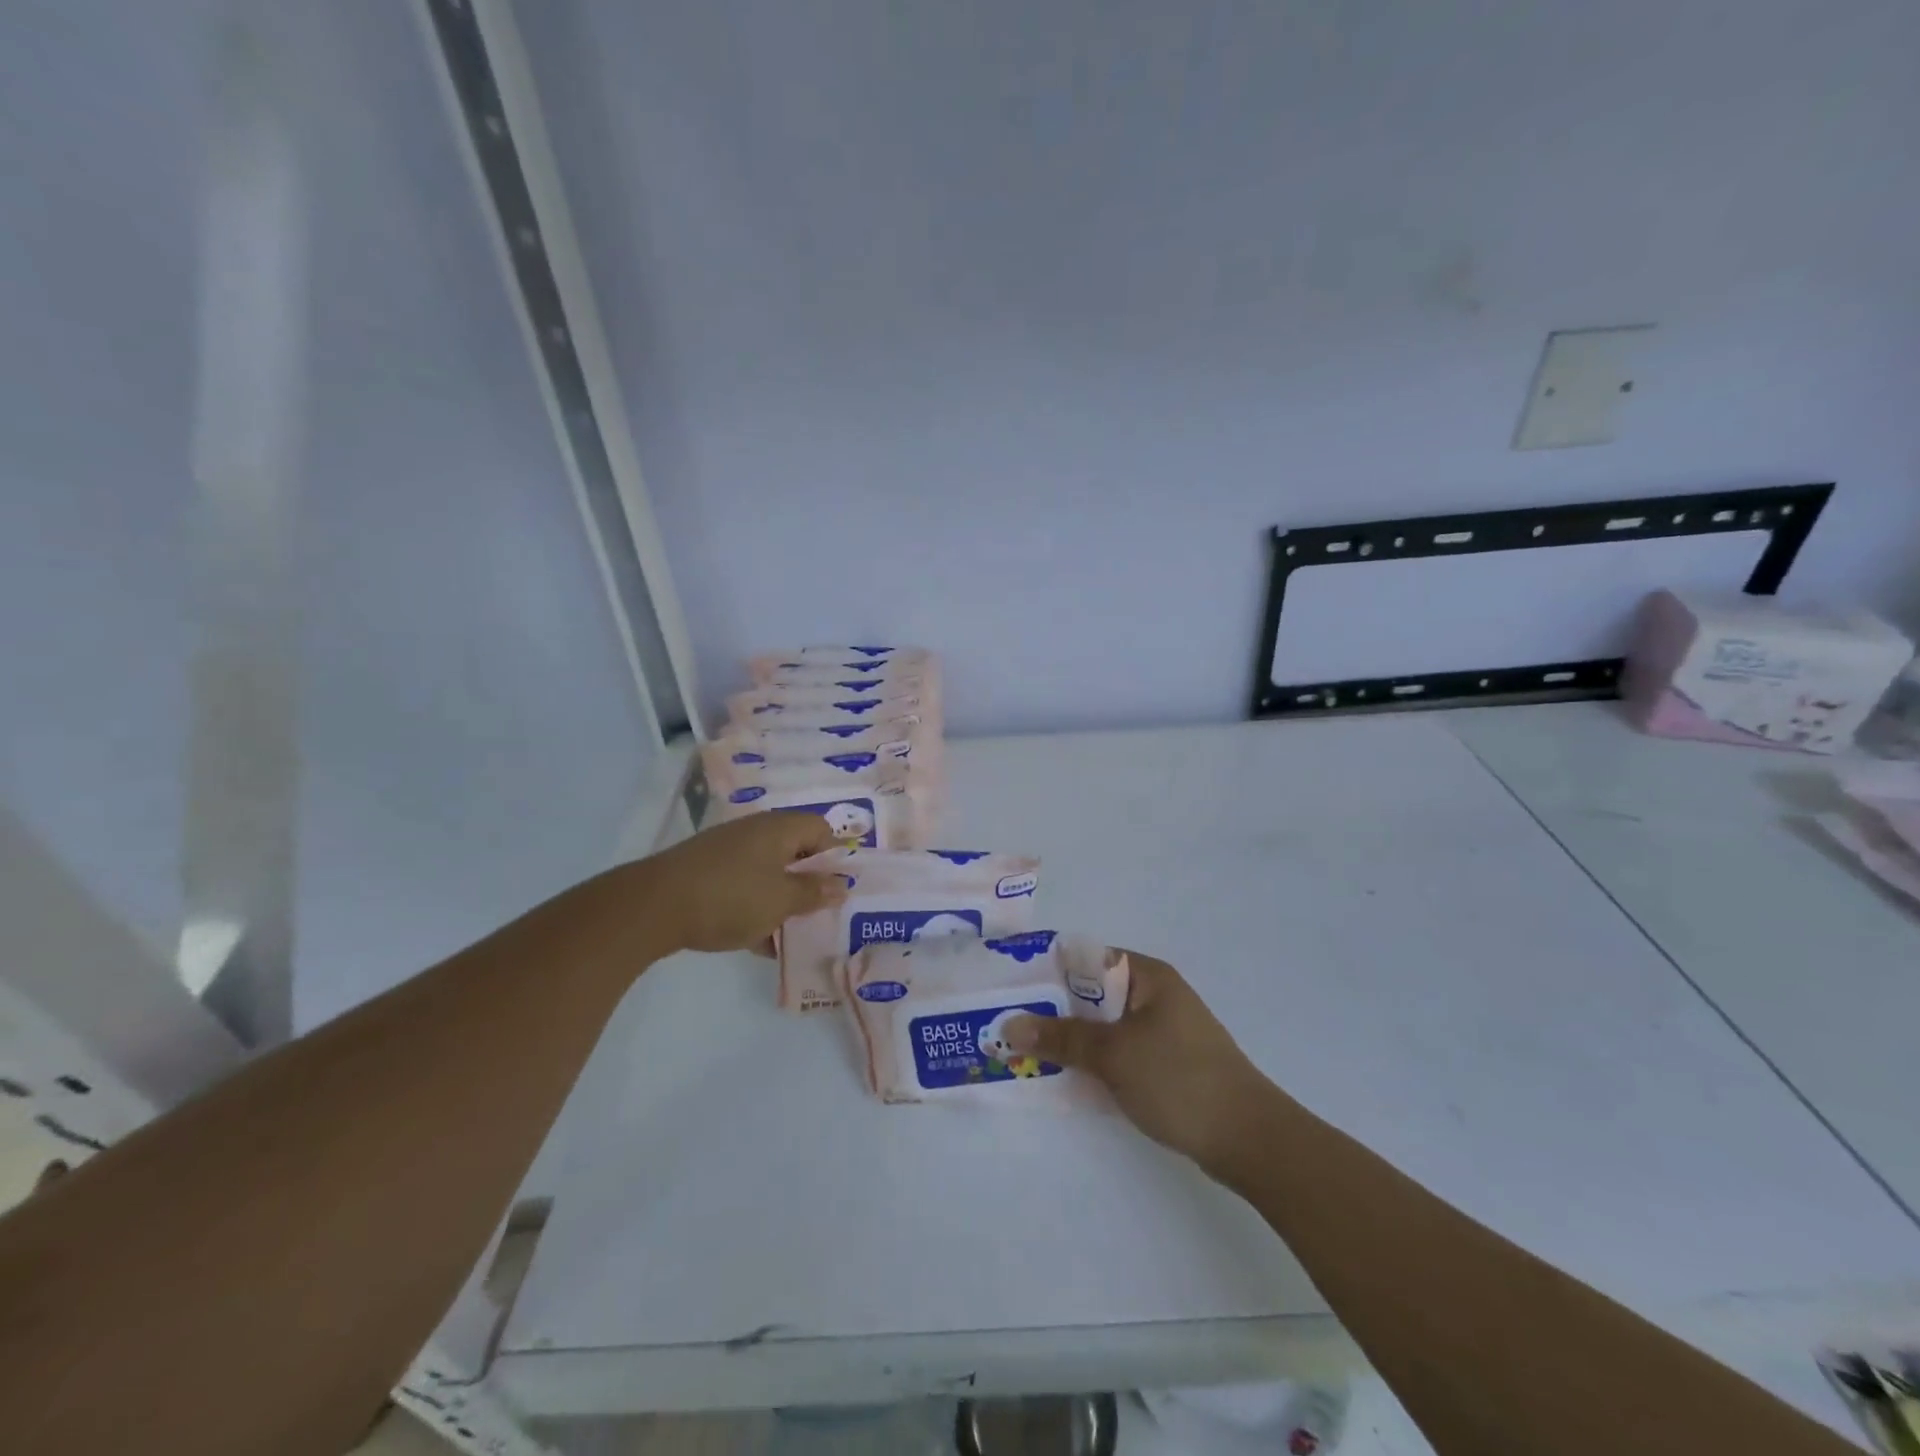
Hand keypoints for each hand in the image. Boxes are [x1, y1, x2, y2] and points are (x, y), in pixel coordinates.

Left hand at [640, 811, 847, 953]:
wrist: (653, 907)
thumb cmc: (730, 897)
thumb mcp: (781, 900)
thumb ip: (814, 893)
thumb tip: (841, 885)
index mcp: (779, 829)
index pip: (821, 829)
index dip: (835, 856)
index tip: (840, 888)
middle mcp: (755, 832)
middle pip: (795, 851)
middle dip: (809, 883)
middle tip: (821, 912)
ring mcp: (728, 851)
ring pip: (769, 872)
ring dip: (783, 899)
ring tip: (792, 933)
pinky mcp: (707, 872)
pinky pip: (744, 886)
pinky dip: (756, 907)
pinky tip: (759, 942)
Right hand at [1005, 952, 1279, 1176]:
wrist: (1250, 1140)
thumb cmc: (1179, 1080)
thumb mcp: (1113, 1055)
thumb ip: (1060, 1038)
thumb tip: (1008, 1026)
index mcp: (1147, 976)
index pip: (1087, 958)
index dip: (1047, 970)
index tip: (1010, 988)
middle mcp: (1155, 995)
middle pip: (1092, 994)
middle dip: (1052, 1009)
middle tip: (1008, 1023)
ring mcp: (1162, 1031)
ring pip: (1103, 1026)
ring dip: (1070, 1038)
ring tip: (1026, 1051)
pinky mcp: (1166, 1063)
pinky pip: (1118, 1051)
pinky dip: (1093, 1060)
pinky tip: (1065, 1077)